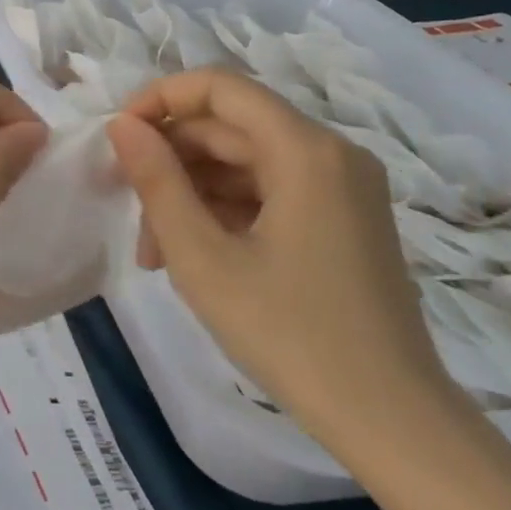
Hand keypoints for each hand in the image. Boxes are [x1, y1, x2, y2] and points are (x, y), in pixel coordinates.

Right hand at [106, 67, 452, 455]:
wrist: (392, 422)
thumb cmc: (289, 334)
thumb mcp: (202, 257)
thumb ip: (157, 181)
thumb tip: (121, 125)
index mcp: (304, 151)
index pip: (218, 87)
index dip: (159, 99)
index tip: (118, 139)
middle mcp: (330, 154)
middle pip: (228, 127)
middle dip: (169, 161)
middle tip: (126, 208)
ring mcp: (340, 187)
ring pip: (242, 162)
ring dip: (190, 193)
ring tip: (154, 251)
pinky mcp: (341, 218)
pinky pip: (267, 190)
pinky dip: (223, 211)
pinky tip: (193, 255)